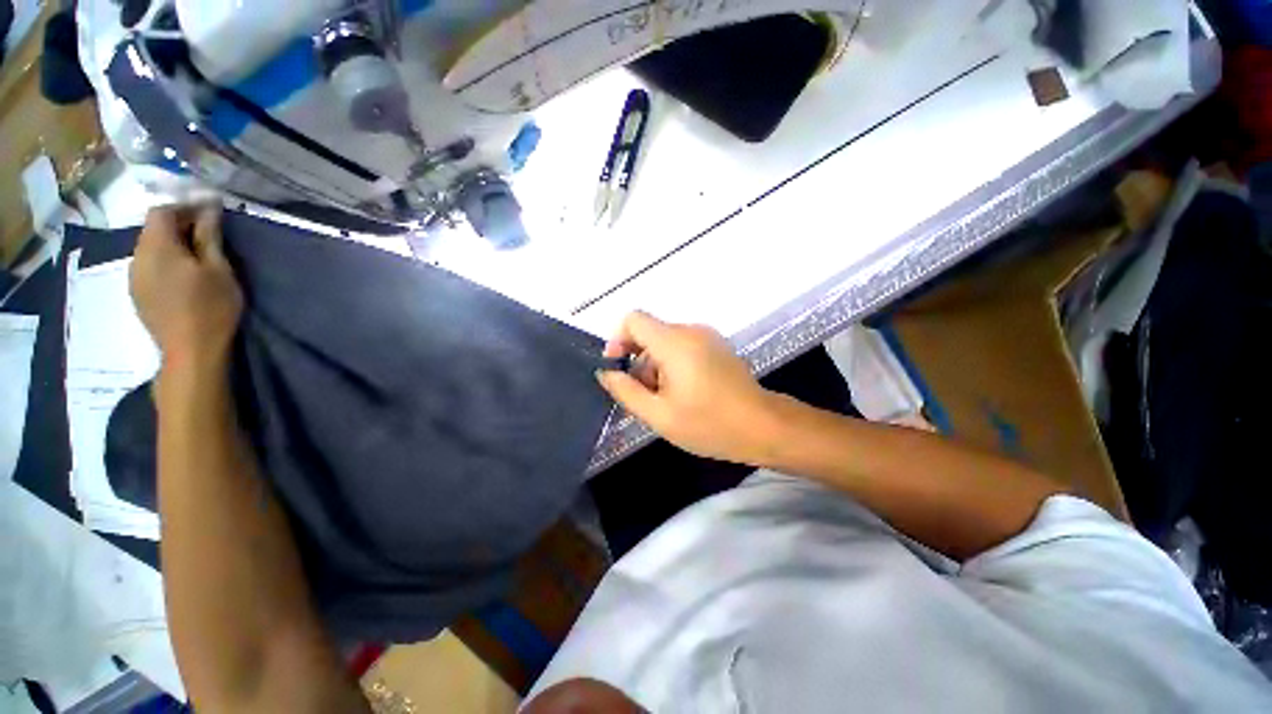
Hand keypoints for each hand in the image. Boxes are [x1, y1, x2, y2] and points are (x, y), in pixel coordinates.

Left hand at [130, 206, 242, 372]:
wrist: (190, 352)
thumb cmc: (211, 307)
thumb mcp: (219, 269)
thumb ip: (210, 236)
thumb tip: (208, 208)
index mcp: (156, 247)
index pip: (163, 211)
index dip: (185, 207)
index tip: (210, 213)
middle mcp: (138, 256)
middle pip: (153, 228)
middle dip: (178, 225)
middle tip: (208, 235)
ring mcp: (134, 276)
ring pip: (150, 248)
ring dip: (171, 245)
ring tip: (197, 257)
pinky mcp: (137, 293)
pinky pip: (148, 266)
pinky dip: (165, 261)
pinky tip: (182, 276)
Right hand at [597, 311, 780, 463]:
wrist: (764, 426)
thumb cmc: (710, 424)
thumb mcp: (659, 414)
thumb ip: (626, 390)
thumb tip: (606, 372)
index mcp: (674, 342)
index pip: (634, 319)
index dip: (618, 340)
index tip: (619, 369)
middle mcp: (691, 330)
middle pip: (649, 333)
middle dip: (638, 361)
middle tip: (644, 396)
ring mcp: (707, 337)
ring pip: (665, 342)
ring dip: (655, 366)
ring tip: (666, 400)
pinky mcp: (717, 346)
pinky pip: (683, 346)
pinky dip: (673, 365)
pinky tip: (683, 393)